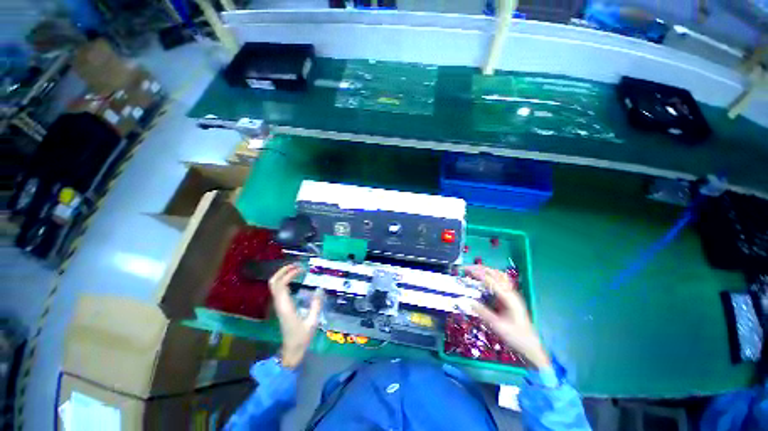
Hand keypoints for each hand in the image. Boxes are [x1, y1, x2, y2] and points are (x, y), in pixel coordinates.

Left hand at [269, 264, 323, 367]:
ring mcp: (279, 305)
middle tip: (297, 264)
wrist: (291, 351)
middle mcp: (279, 304)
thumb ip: (316, 305)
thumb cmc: (302, 338)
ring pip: (274, 285)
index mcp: (286, 307)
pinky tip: (295, 279)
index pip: (281, 286)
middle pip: (273, 283)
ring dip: (283, 274)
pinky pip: (278, 289)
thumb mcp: (312, 322)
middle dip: (283, 271)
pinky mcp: (281, 307)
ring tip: (297, 269)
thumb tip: (320, 289)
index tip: (301, 269)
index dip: (289, 274)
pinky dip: (284, 280)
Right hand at [465, 265, 550, 368]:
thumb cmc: (515, 337)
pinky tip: (484, 278)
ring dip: (486, 270)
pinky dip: (490, 275)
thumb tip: (469, 301)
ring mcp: (512, 293)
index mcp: (509, 298)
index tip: (466, 271)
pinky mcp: (510, 296)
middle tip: (466, 268)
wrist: (530, 346)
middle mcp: (511, 292)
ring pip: (499, 275)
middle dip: (480, 269)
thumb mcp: (498, 327)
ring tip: (473, 270)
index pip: (491, 281)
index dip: (478, 274)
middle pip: (495, 273)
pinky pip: (500, 280)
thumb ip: (484, 313)